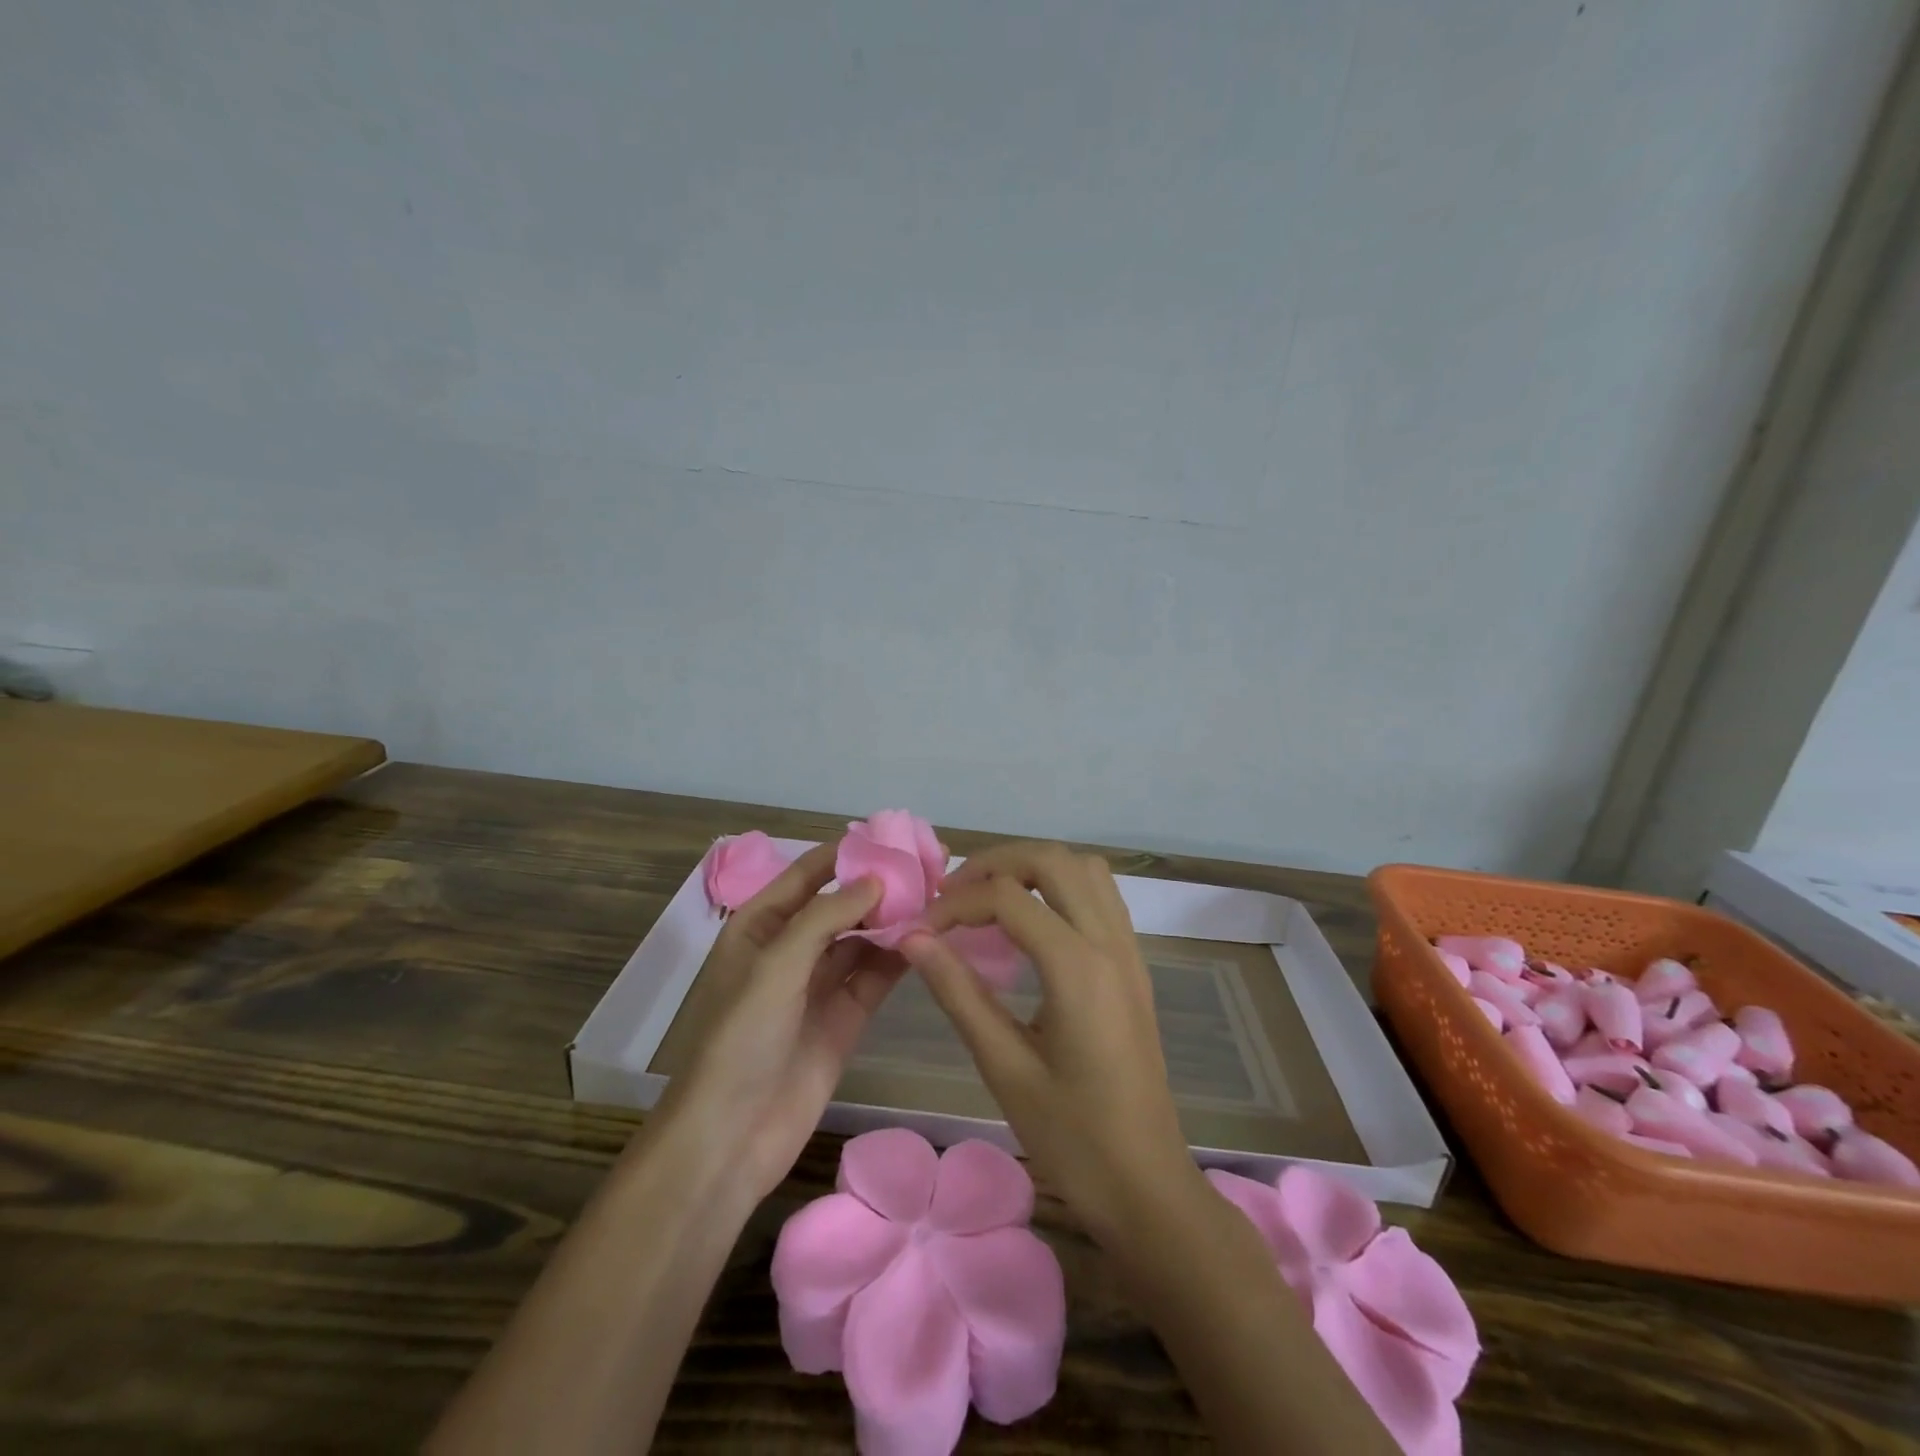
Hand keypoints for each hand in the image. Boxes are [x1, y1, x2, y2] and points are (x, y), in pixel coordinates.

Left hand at [667, 843, 904, 1200]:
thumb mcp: (775, 966)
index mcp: (760, 926)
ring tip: (936, 899)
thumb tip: (877, 879)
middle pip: (840, 905)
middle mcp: (790, 949)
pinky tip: (926, 939)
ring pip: (862, 939)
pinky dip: (897, 957)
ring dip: (892, 921)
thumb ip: (826, 916)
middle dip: (878, 887)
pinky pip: (874, 976)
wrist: (730, 1138)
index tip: (892, 838)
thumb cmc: (740, 1039)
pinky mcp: (844, 1018)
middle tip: (928, 869)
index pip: (807, 874)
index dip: (846, 854)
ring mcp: (818, 985)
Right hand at [900, 842, 1209, 1245]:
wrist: (1147, 1187)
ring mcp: (1129, 951)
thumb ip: (958, 993)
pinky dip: (1061, 886)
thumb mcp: (1005, 1068)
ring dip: (1033, 867)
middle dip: (995, 863)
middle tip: (952, 894)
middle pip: (1052, 860)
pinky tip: (1032, 922)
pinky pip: (1101, 895)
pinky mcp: (1134, 966)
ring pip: (1084, 868)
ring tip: (989, 897)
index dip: (956, 903)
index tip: (921, 929)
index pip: (1008, 897)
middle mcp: (1110, 943)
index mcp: (1077, 968)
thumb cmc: (1073, 1139)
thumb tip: (913, 938)